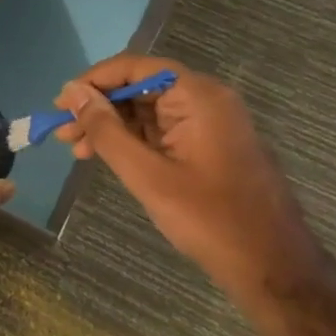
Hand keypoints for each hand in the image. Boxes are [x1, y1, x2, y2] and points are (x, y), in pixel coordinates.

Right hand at [55, 55, 322, 301]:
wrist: (275, 268)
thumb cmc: (209, 219)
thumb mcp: (147, 174)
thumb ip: (106, 130)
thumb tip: (73, 93)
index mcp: (197, 96)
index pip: (135, 67)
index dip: (93, 81)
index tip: (61, 104)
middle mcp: (206, 99)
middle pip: (140, 88)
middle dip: (98, 108)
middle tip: (63, 134)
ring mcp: (211, 123)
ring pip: (148, 111)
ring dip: (111, 127)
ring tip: (75, 150)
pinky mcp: (211, 146)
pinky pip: (163, 130)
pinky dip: (133, 141)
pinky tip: (106, 157)